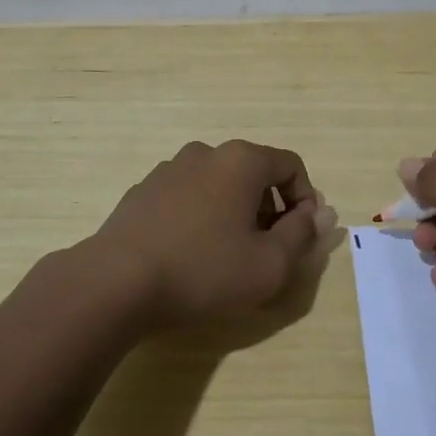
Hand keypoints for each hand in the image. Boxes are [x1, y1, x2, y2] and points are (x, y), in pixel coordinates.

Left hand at [88, 140, 337, 328]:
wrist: (116, 282)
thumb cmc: (203, 270)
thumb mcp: (269, 264)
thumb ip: (302, 235)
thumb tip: (320, 214)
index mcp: (241, 160)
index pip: (291, 165)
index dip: (306, 199)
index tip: (301, 236)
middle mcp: (206, 153)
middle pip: (254, 173)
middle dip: (269, 209)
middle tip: (267, 252)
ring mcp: (169, 169)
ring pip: (219, 185)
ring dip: (234, 213)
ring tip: (227, 257)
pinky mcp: (143, 191)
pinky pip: (188, 197)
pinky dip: (201, 217)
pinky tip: (190, 255)